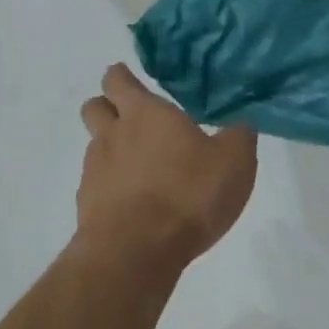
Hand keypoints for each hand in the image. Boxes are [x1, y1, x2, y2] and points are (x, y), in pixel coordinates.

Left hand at [76, 64, 257, 271]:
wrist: (137, 250)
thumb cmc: (189, 194)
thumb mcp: (234, 162)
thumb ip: (238, 137)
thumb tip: (240, 125)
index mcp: (145, 114)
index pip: (119, 80)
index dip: (123, 78)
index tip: (132, 82)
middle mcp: (112, 135)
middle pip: (94, 107)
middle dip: (108, 108)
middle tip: (134, 121)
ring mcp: (94, 170)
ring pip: (94, 147)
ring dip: (111, 150)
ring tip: (140, 169)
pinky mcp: (87, 204)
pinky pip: (96, 185)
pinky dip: (111, 187)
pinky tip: (134, 204)